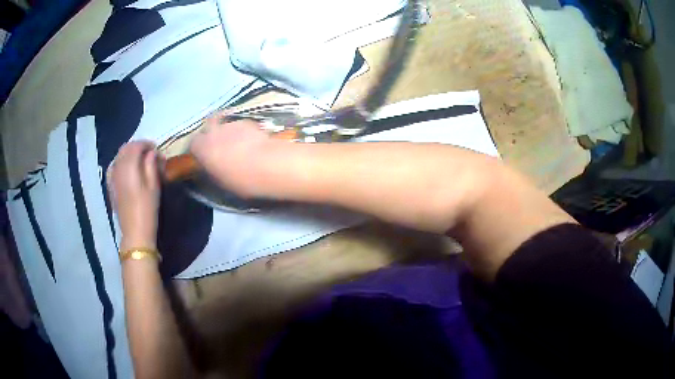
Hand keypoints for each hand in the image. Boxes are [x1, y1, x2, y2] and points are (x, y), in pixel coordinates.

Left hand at [107, 141, 161, 249]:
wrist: (135, 233)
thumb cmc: (147, 210)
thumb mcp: (154, 187)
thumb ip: (151, 165)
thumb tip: (151, 153)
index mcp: (129, 168)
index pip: (135, 146)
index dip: (146, 144)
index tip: (156, 149)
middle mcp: (118, 169)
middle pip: (125, 149)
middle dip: (137, 147)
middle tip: (149, 154)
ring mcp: (112, 177)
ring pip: (118, 157)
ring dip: (129, 154)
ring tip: (139, 160)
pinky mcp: (110, 186)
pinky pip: (113, 166)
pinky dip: (121, 162)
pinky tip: (127, 169)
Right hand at [190, 115, 273, 197]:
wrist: (266, 164)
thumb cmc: (239, 179)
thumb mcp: (220, 181)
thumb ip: (211, 170)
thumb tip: (210, 167)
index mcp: (201, 148)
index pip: (193, 144)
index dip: (198, 149)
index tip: (204, 157)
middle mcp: (212, 132)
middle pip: (207, 126)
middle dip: (211, 133)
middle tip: (219, 144)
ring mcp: (230, 124)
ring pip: (225, 124)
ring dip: (228, 132)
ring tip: (237, 143)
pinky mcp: (247, 121)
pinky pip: (240, 125)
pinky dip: (242, 131)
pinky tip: (251, 141)